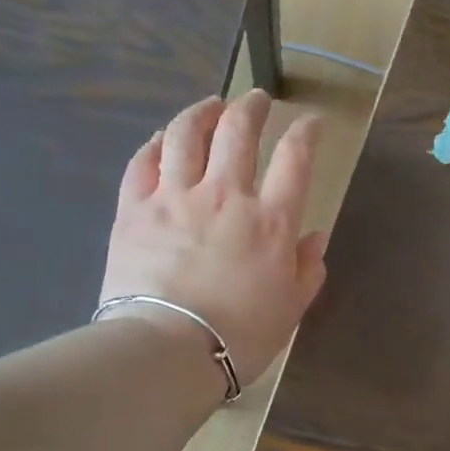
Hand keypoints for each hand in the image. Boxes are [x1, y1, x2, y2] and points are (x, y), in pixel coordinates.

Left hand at [100, 89, 327, 386]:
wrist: (170, 350)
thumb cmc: (240, 337)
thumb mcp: (290, 309)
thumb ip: (308, 269)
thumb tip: (315, 237)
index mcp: (270, 221)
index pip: (295, 159)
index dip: (306, 133)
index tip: (311, 123)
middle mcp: (225, 195)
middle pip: (238, 131)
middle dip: (251, 107)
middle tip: (257, 100)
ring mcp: (175, 197)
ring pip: (186, 134)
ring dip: (201, 112)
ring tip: (210, 106)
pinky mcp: (135, 209)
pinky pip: (143, 162)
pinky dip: (156, 143)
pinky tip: (162, 139)